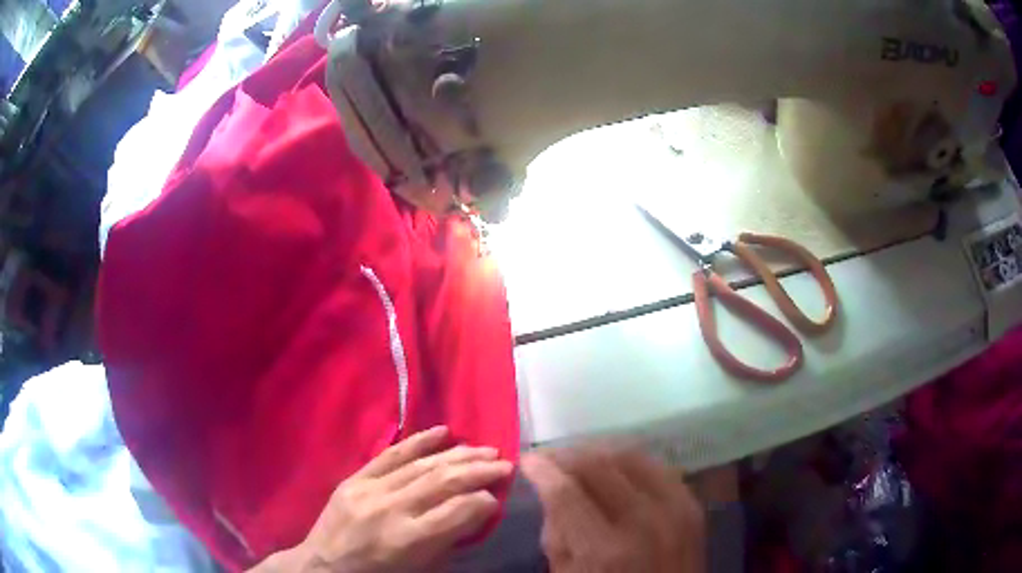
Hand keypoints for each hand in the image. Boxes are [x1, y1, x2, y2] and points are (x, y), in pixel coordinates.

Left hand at [256, 426, 512, 572]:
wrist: (324, 566)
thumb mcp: (419, 569)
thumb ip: (448, 540)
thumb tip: (477, 510)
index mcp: (407, 540)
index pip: (456, 511)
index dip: (483, 500)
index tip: (499, 495)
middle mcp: (390, 509)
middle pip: (442, 482)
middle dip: (478, 471)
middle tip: (504, 463)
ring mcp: (369, 490)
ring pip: (421, 465)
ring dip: (458, 455)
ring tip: (484, 449)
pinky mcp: (355, 478)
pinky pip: (390, 455)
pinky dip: (419, 442)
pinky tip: (443, 432)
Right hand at [521, 448, 704, 572]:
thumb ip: (557, 535)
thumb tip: (550, 491)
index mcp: (605, 550)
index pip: (566, 493)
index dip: (542, 470)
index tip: (527, 459)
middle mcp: (643, 522)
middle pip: (599, 466)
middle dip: (566, 455)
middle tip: (549, 456)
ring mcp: (675, 510)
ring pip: (631, 457)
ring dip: (598, 451)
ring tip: (578, 456)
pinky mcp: (692, 505)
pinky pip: (658, 467)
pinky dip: (630, 462)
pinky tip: (614, 467)